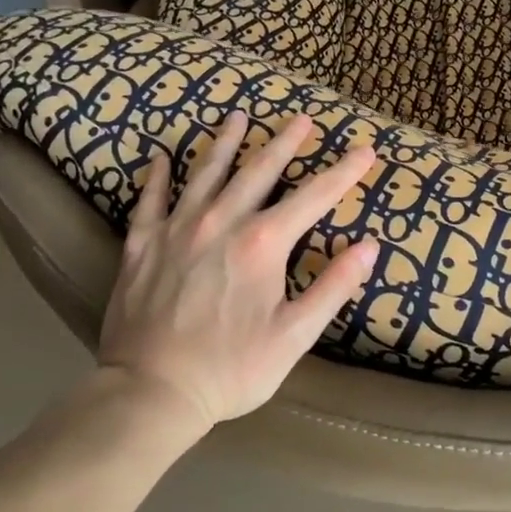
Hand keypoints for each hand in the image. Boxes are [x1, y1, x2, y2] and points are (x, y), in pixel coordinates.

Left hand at [94, 112, 379, 432]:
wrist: (150, 393)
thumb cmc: (231, 369)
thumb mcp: (295, 335)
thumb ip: (333, 287)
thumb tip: (369, 246)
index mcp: (262, 244)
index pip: (314, 197)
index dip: (343, 172)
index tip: (365, 150)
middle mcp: (220, 223)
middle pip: (259, 171)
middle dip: (285, 142)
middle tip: (302, 119)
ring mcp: (176, 230)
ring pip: (205, 174)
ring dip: (224, 143)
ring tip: (237, 117)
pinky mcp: (141, 246)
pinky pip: (149, 201)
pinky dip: (156, 176)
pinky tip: (161, 156)